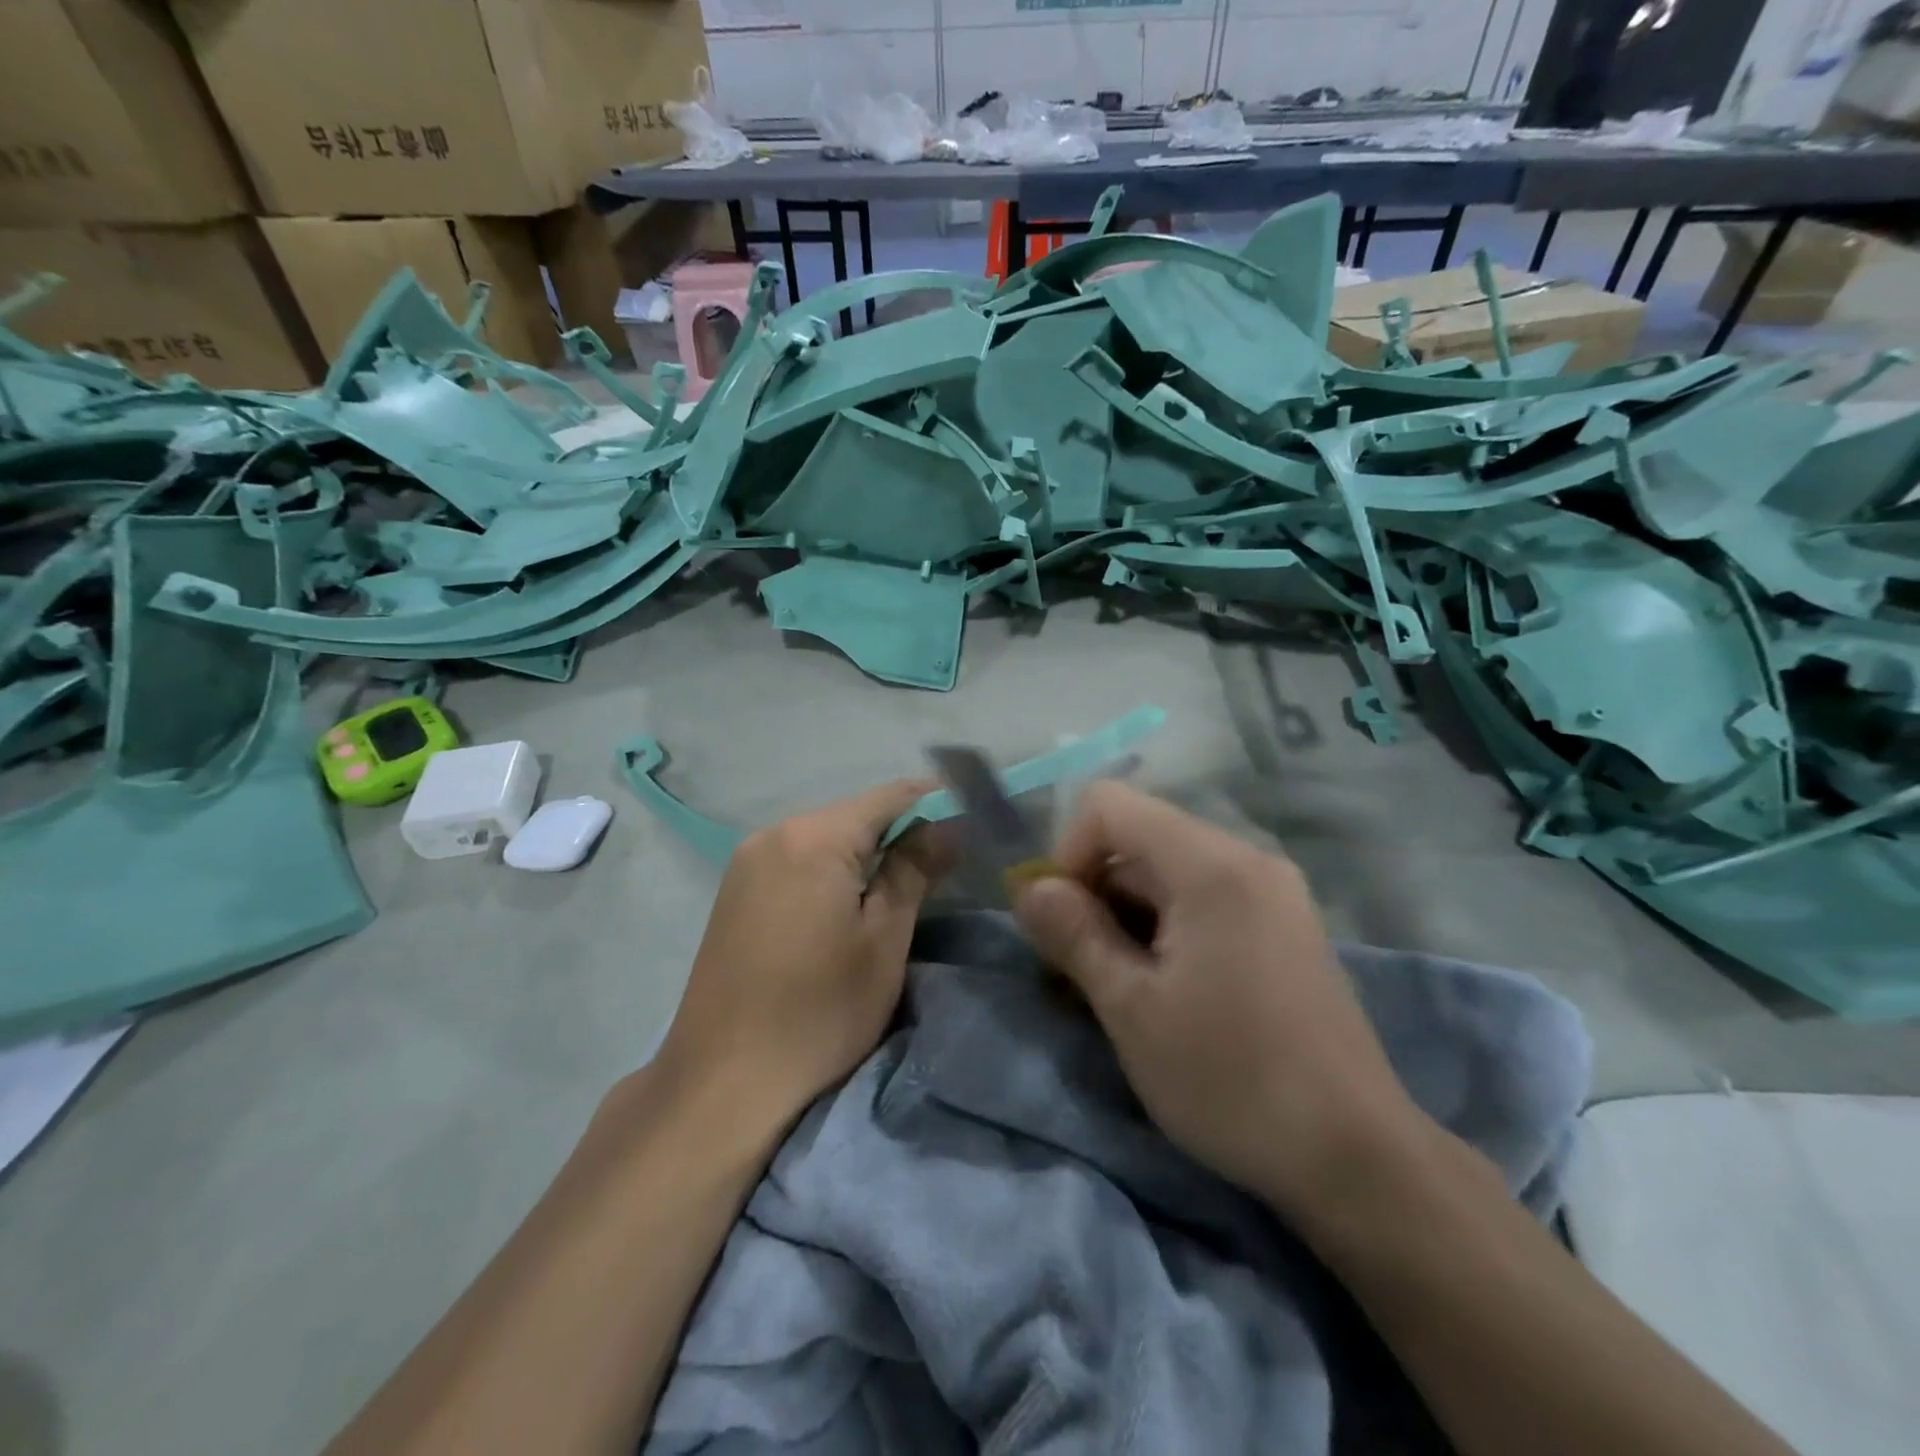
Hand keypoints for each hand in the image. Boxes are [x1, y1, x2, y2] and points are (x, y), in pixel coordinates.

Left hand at [653, 781, 947, 1128]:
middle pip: (856, 813)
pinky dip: (835, 868)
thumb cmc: (819, 1013)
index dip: (938, 802)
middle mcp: (774, 833)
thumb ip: (916, 869)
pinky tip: (854, 898)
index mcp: (813, 837)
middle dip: (904, 829)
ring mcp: (748, 861)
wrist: (723, 1084)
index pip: (891, 796)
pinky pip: (800, 859)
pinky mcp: (736, 890)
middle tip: (949, 858)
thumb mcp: (883, 940)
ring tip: (910, 880)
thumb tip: (951, 824)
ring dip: (870, 851)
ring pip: (827, 836)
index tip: (975, 819)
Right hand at [1013, 782, 1423, 1223]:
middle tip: (1085, 971)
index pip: (1109, 805)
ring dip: (1128, 915)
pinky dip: (1168, 926)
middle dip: (1096, 892)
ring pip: (1169, 870)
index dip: (1069, 853)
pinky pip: (1205, 896)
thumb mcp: (1131, 1008)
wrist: (1357, 1157)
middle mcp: (1246, 858)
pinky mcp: (1286, 924)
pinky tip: (1169, 990)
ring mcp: (1273, 890)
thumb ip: (1073, 933)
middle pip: (1140, 838)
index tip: (1065, 924)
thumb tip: (1029, 887)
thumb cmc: (1230, 1078)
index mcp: (1210, 864)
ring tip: (1125, 989)